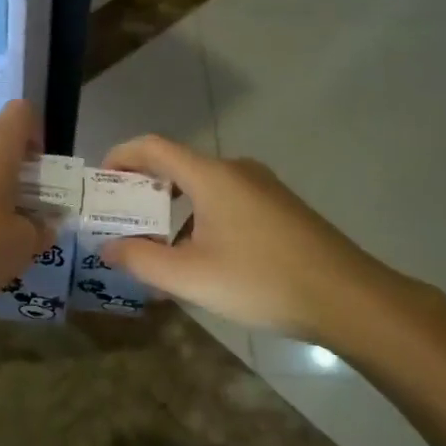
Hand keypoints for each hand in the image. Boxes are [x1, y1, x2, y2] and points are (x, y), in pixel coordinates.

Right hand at [99, 136, 445, 365]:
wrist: (347, 298)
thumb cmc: (260, 280)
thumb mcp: (189, 276)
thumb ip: (140, 258)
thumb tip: (107, 247)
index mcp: (210, 175)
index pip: (153, 147)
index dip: (120, 157)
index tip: (99, 182)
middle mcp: (236, 170)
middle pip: (176, 167)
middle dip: (142, 191)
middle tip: (120, 221)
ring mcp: (262, 188)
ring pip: (202, 189)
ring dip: (171, 212)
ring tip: (155, 249)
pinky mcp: (279, 209)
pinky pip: (226, 203)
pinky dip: (199, 220)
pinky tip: (200, 260)